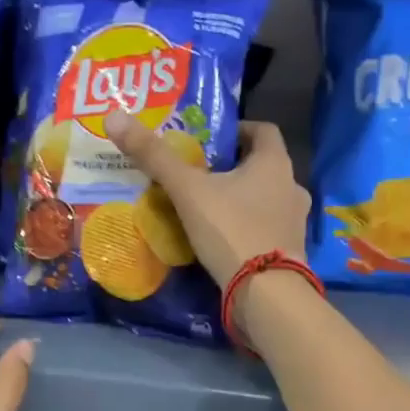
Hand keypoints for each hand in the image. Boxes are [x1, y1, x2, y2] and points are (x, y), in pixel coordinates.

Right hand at [103, 112, 310, 286]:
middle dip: (232, 168)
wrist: (266, 294)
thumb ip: (154, 157)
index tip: (209, 141)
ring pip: (264, 199)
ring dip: (240, 199)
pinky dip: (246, 227)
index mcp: (275, 163)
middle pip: (261, 166)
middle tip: (198, 175)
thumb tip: (114, 116)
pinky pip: (265, 229)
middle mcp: (292, 187)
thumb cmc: (231, 230)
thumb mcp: (187, 191)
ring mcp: (294, 222)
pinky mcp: (290, 251)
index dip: (237, 130)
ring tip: (206, 209)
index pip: (263, 130)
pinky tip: (221, 239)